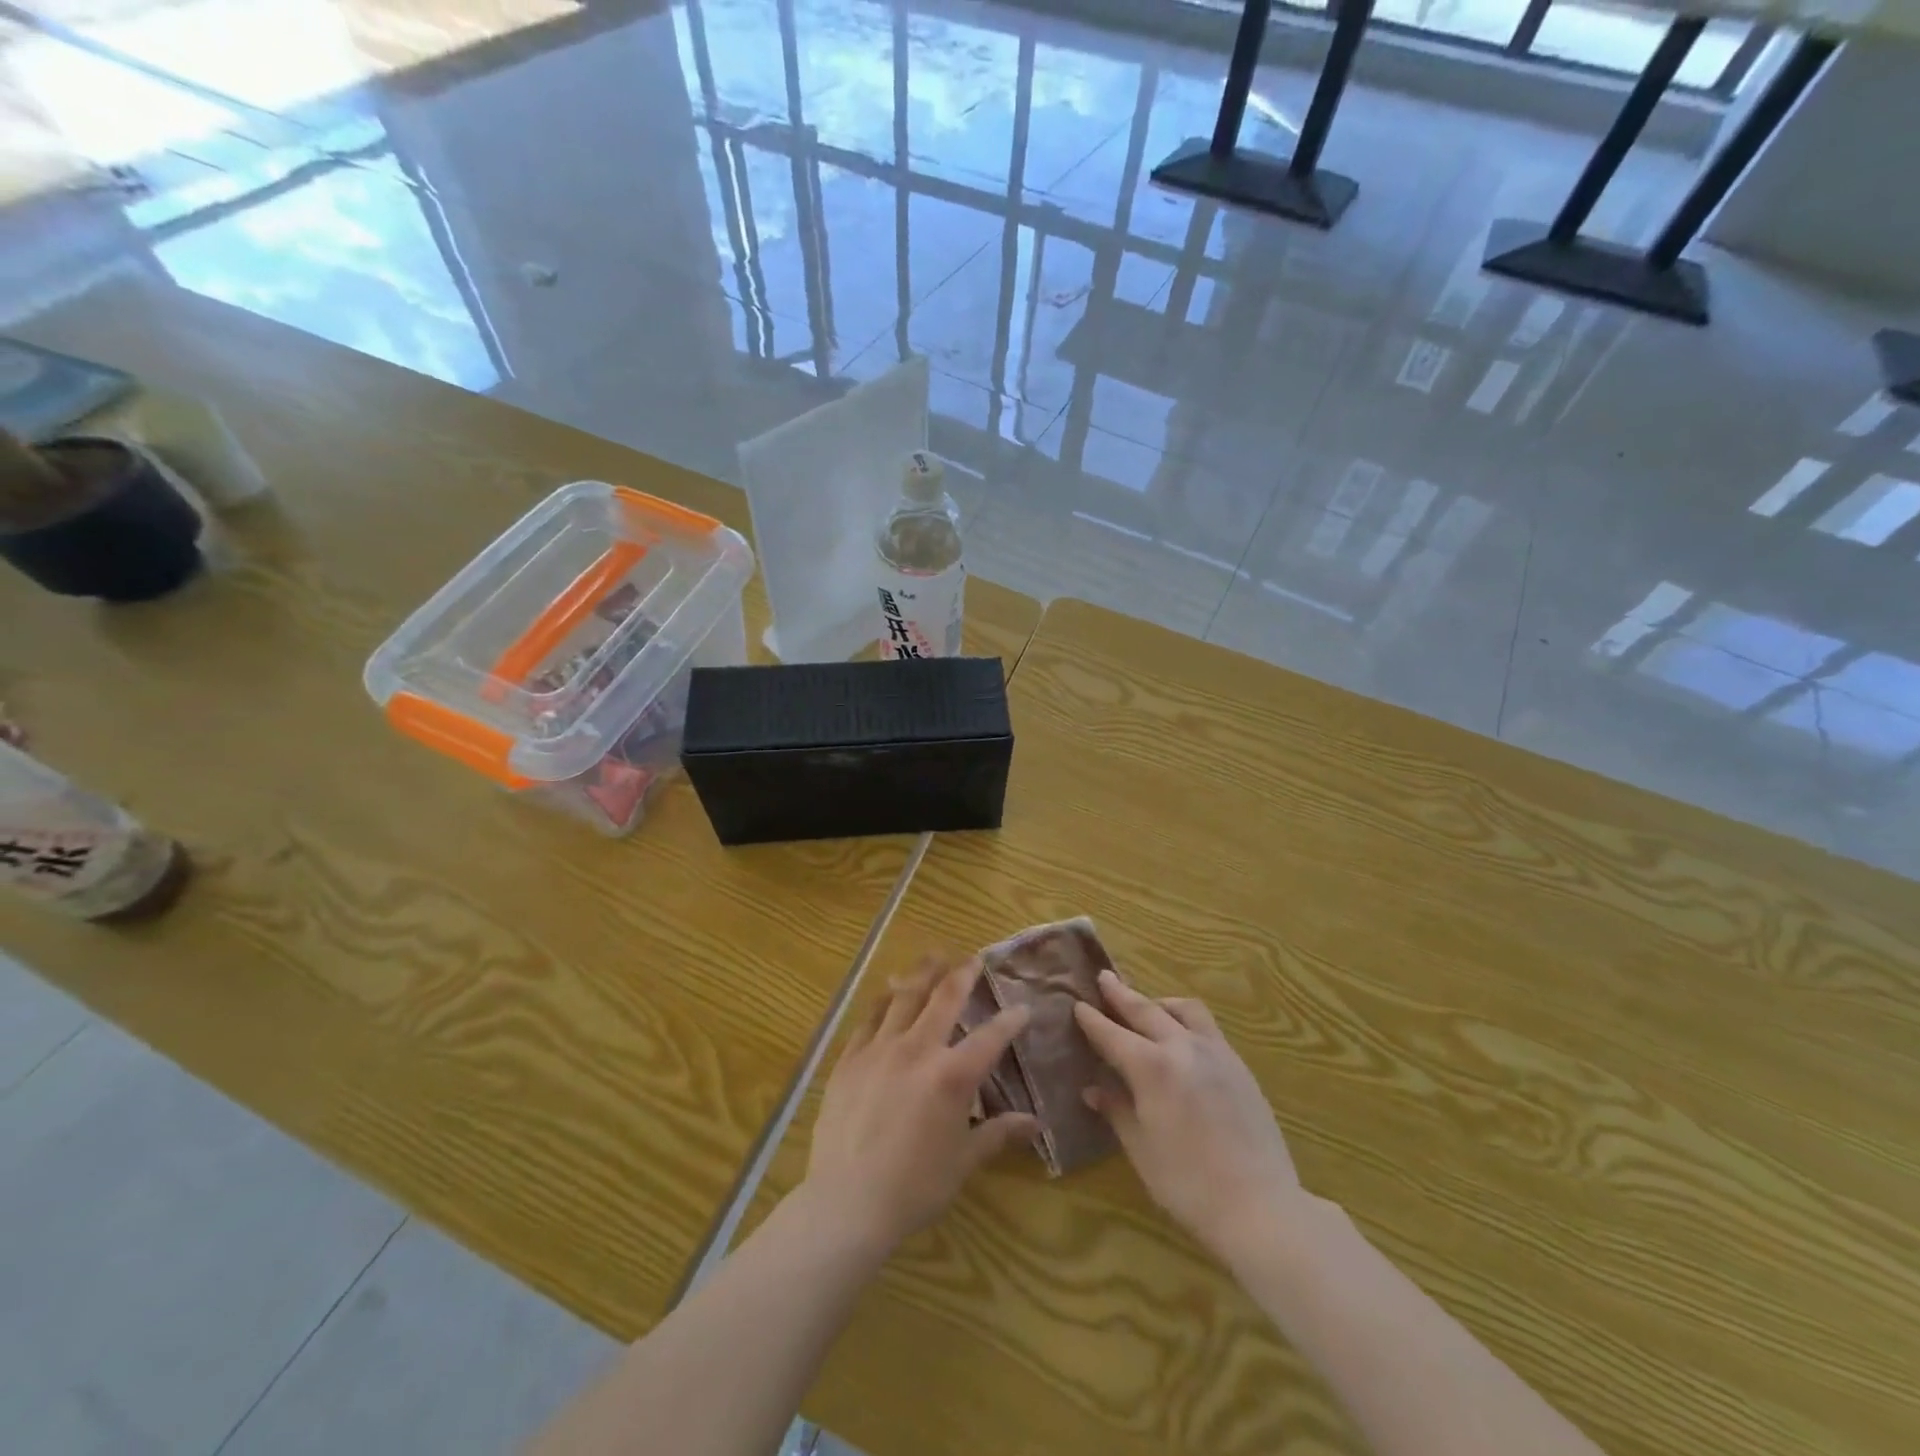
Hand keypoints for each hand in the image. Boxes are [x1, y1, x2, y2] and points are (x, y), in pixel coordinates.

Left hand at [801, 956, 1037, 1255]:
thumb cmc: (914, 1187)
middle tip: (973, 959)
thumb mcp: (963, 1162)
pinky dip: (883, 1000)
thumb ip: (998, 1134)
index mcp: (952, 1075)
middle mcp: (918, 1049)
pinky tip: (888, 992)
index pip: (990, 1037)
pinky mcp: (849, 1058)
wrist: (846, 1203)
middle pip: (944, 998)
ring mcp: (879, 1049)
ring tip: (933, 957)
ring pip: (904, 996)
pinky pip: (869, 1018)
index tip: (1022, 1008)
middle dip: (962, 974)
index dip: (1010, 1021)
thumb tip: (1035, 1124)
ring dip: (922, 973)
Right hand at [1074, 969, 1302, 1258]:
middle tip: (1104, 978)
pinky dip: (1186, 1020)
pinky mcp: (1239, 1065)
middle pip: (1145, 1010)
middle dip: (1121, 994)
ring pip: (1183, 1010)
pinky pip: (1207, 1027)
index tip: (1077, 1004)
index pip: (1112, 1034)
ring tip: (1148, 1006)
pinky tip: (1183, 1037)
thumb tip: (1093, 1089)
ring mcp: (1215, 1052)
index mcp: (1151, 1067)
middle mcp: (1181, 1047)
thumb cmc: (1188, 1183)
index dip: (1092, 1020)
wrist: (1260, 1206)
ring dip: (1159, 1002)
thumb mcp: (1141, 1149)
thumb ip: (1117, 1110)